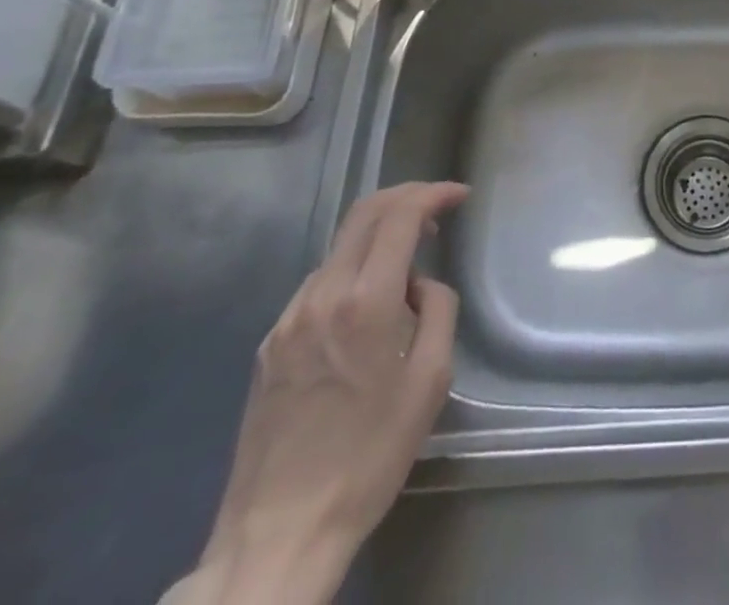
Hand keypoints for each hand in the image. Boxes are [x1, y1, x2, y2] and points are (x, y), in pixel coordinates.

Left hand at [187, 182, 467, 604]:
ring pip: (339, 248)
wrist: (279, 533)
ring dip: (378, 237)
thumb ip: (437, 310)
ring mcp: (287, 320)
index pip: (399, 216)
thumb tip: (420, 284)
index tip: (460, 195)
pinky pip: (318, 285)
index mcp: (366, 302)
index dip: (432, 194)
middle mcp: (321, 296)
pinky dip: (352, 271)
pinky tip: (368, 305)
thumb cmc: (370, 456)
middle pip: (363, 214)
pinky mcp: (269, 345)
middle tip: (437, 208)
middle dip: (405, 197)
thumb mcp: (431, 380)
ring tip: (408, 263)